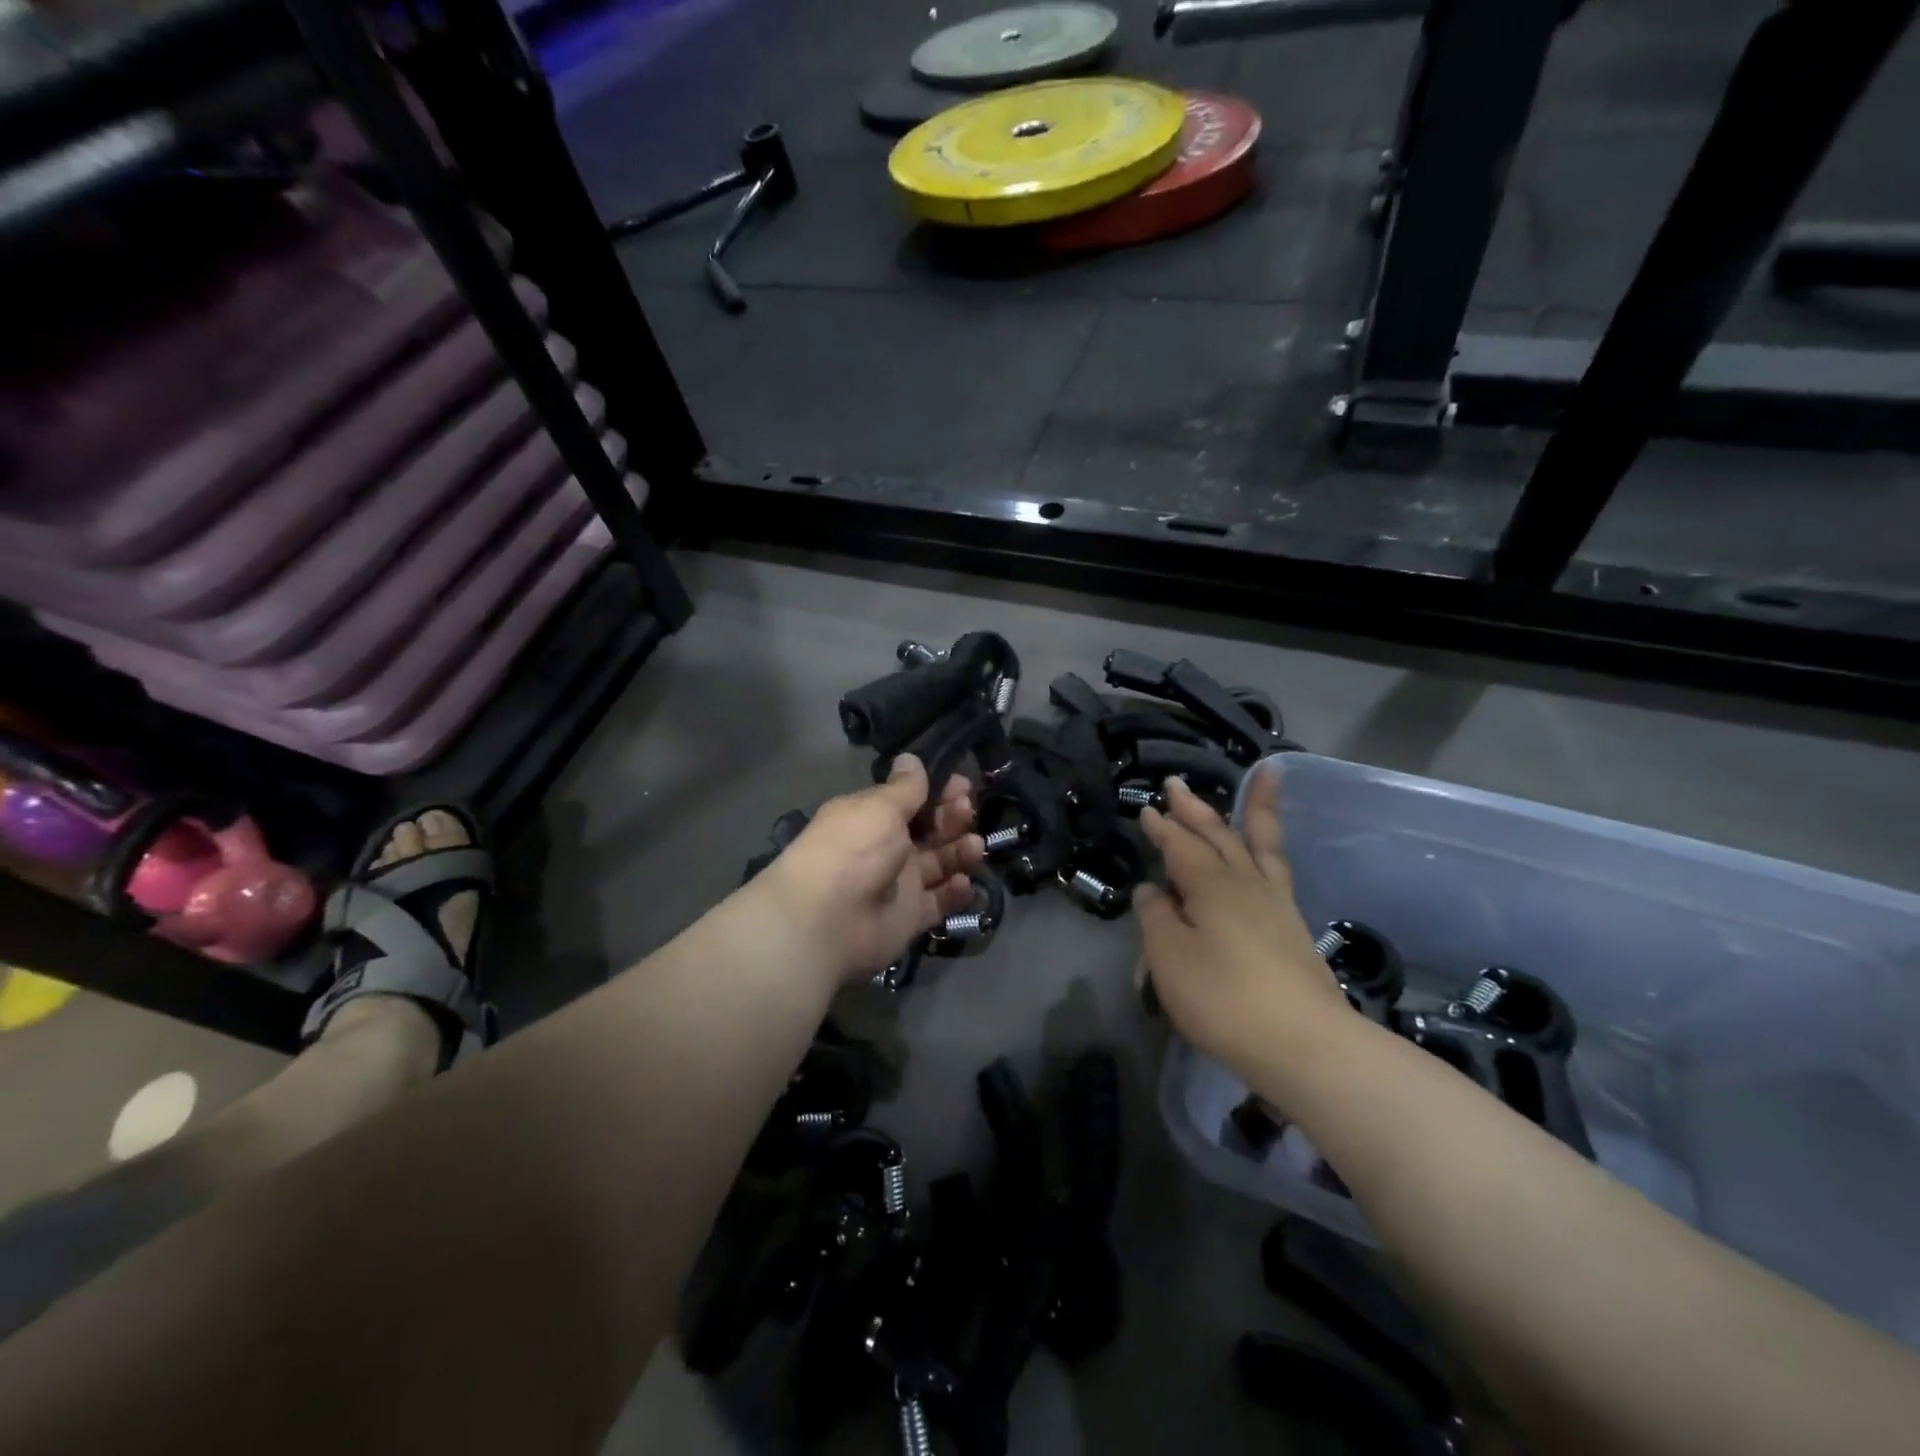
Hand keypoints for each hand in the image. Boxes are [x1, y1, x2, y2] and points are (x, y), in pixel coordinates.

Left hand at [766, 755, 983, 983]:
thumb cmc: (853, 850)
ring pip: (940, 863)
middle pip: (930, 829)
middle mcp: (887, 848)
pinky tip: (962, 882)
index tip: (961, 783)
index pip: (912, 800)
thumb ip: (905, 788)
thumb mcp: (880, 808)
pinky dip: (955, 892)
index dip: (938, 790)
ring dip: (961, 851)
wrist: (828, 920)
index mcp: (874, 817)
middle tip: (965, 809)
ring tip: (974, 846)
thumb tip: (910, 758)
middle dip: (953, 816)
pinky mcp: (911, 917)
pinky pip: (940, 902)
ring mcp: (900, 884)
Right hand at [1135, 769, 1349, 1085]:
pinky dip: (1271, 846)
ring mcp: (1275, 902)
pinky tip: (1265, 853)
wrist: (1304, 1044)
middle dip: (1194, 809)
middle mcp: (1244, 882)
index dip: (1161, 828)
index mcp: (1209, 884)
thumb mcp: (1169, 957)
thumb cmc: (1223, 998)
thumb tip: (1153, 889)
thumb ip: (1156, 917)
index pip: (1179, 845)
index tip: (1146, 809)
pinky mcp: (1292, 926)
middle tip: (1177, 784)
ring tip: (1264, 776)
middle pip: (1217, 835)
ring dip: (1253, 810)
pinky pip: (1277, 867)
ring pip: (1259, 843)